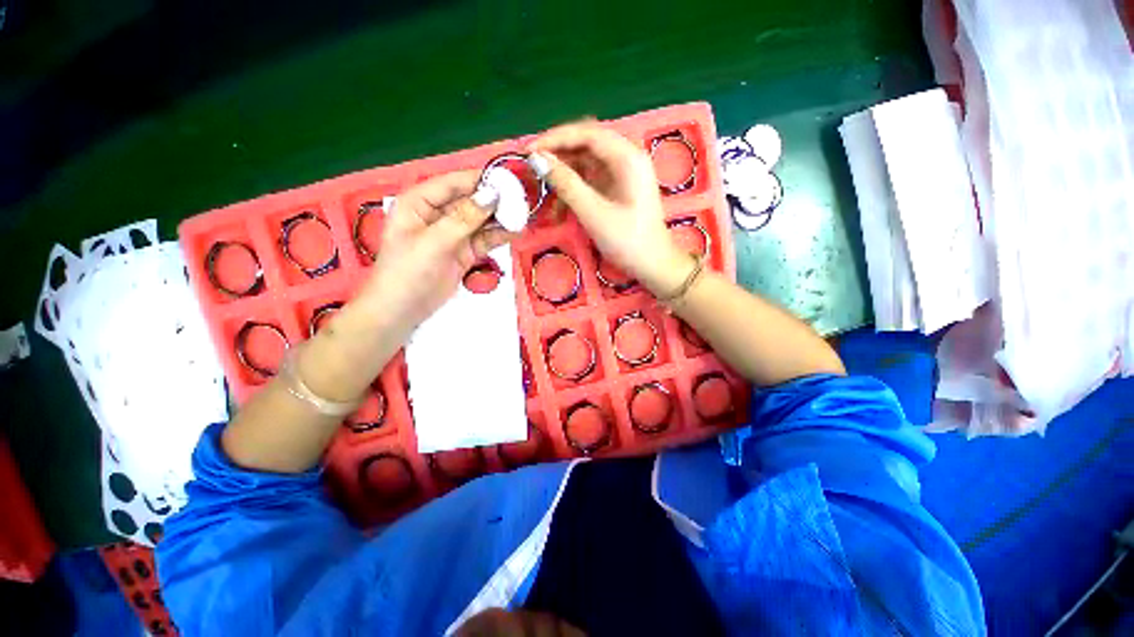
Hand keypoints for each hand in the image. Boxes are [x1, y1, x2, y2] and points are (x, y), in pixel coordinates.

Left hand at [353, 171, 513, 340]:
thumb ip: (463, 219)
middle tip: (522, 199)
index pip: (454, 183)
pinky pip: (485, 239)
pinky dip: (499, 236)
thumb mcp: (433, 242)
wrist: (403, 311)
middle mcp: (438, 214)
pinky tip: (515, 232)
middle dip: (495, 200)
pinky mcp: (465, 252)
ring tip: (524, 215)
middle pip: (471, 201)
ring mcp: (453, 234)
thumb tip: (491, 195)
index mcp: (420, 202)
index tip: (508, 179)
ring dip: (501, 218)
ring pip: (481, 220)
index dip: (480, 180)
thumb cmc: (407, 272)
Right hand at [528, 123, 692, 295]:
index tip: (529, 151)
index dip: (555, 139)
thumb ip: (566, 184)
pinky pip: (593, 178)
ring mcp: (625, 173)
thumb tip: (538, 160)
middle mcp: (628, 158)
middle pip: (587, 143)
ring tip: (544, 186)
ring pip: (588, 161)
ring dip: (566, 172)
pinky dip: (576, 186)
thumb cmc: (627, 241)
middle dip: (559, 153)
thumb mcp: (593, 213)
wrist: (653, 265)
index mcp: (628, 158)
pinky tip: (561, 201)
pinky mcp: (620, 188)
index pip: (587, 134)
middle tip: (534, 167)